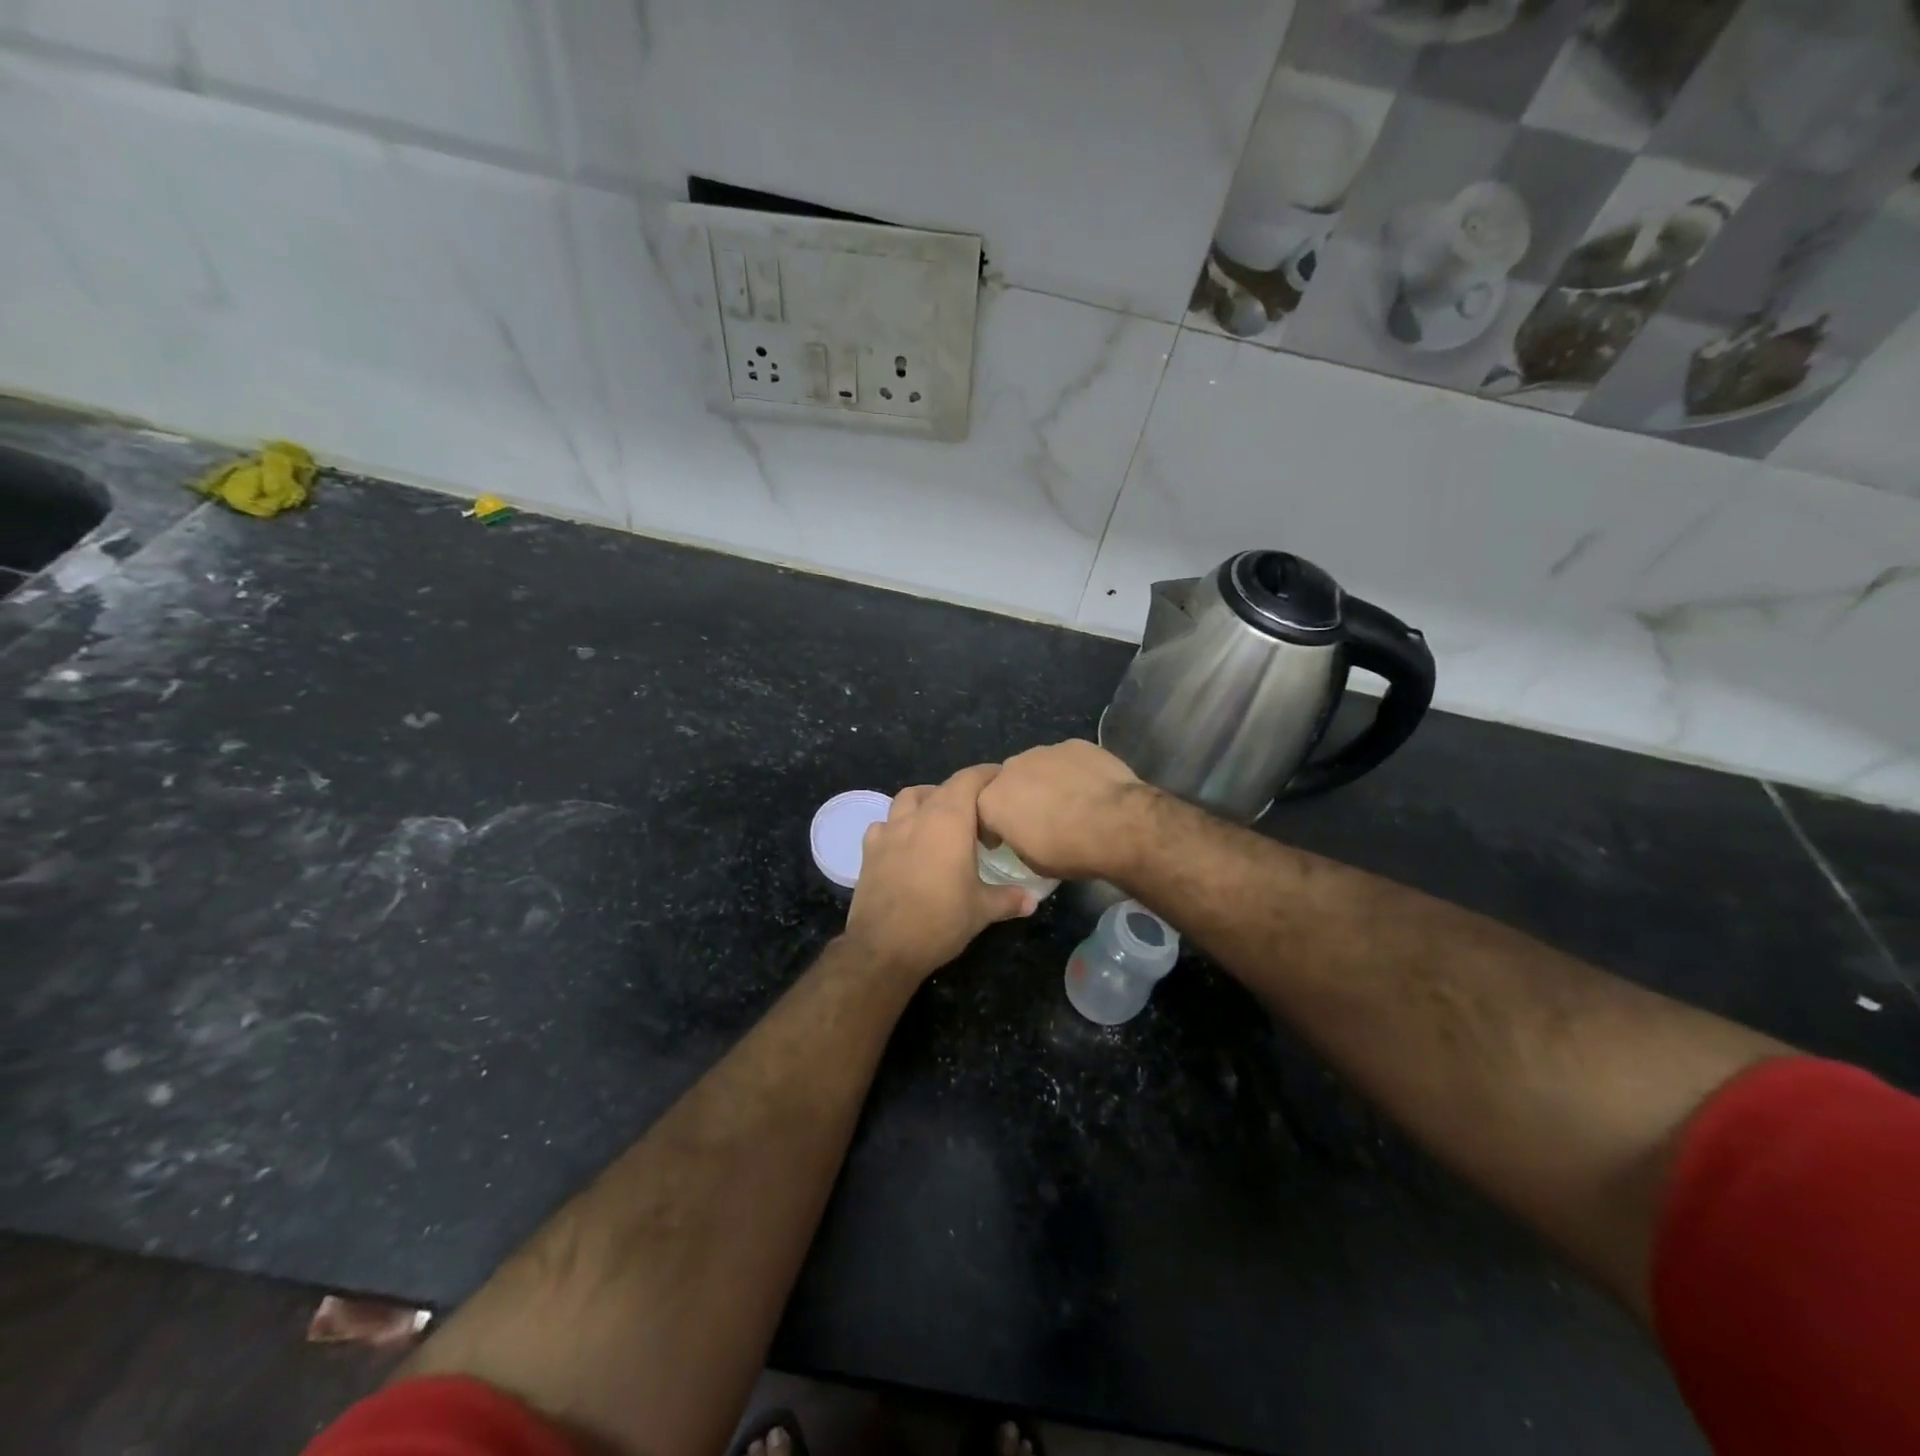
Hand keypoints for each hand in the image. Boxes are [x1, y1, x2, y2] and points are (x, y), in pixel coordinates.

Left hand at [843, 764, 1036, 980]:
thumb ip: (1009, 899)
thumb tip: (1033, 900)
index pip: (969, 779)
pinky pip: (883, 825)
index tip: (1001, 779)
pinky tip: (905, 842)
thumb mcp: (982, 910)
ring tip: (940, 818)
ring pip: (908, 799)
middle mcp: (918, 817)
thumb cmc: (940, 921)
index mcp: (949, 821)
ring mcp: (889, 831)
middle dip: (961, 791)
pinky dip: (896, 825)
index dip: (986, 774)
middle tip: (978, 811)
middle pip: (941, 787)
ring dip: (926, 800)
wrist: (884, 947)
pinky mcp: (869, 851)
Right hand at [976, 740, 1151, 880]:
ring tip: (1069, 801)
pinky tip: (1090, 788)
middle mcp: (1010, 769)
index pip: (981, 812)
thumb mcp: (1032, 862)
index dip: (993, 827)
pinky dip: (1073, 771)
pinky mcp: (1074, 744)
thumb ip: (1018, 840)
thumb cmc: (1068, 850)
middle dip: (1018, 797)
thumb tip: (1025, 834)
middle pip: (1008, 783)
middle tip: (1040, 818)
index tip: (1006, 840)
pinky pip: (1066, 759)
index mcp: (991, 801)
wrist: (1115, 823)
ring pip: (1036, 766)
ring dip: (1045, 781)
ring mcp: (1043, 752)